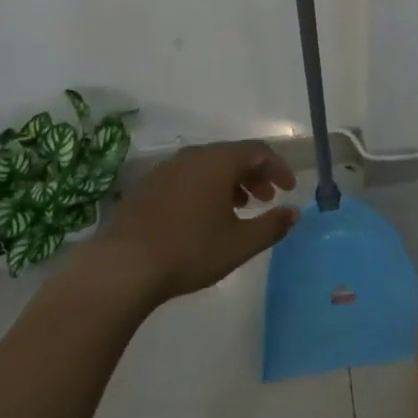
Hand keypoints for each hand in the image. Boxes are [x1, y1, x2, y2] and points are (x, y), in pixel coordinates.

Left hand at [74, 140, 298, 307]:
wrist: (123, 266)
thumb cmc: (189, 250)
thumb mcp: (239, 244)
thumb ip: (271, 226)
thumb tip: (294, 212)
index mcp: (218, 161)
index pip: (258, 151)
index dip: (278, 167)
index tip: (289, 189)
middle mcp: (192, 156)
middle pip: (232, 155)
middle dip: (255, 175)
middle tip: (267, 200)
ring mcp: (166, 169)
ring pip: (208, 166)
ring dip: (230, 182)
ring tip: (238, 209)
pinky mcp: (148, 186)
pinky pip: (187, 177)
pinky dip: (205, 188)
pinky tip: (203, 217)